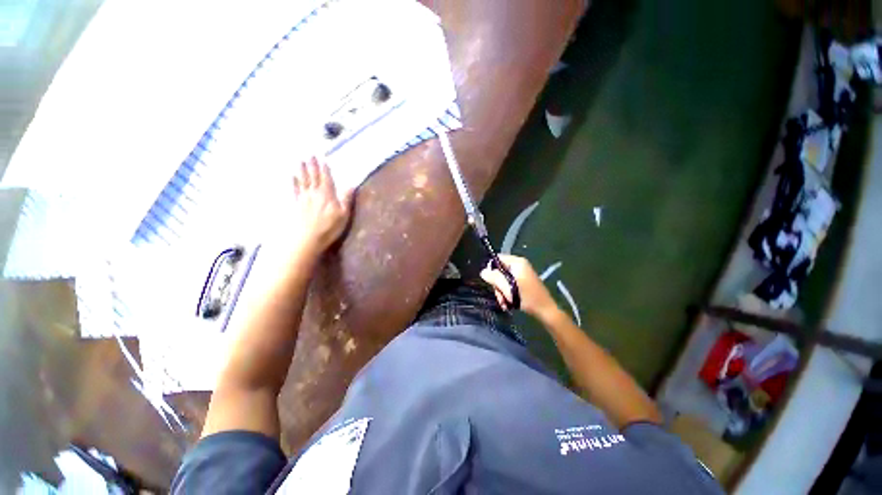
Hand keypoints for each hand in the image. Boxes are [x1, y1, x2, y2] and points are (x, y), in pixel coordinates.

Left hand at [289, 157, 353, 254]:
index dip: (325, 169)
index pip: (326, 178)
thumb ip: (346, 199)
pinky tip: (292, 177)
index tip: (323, 158)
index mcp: (327, 195)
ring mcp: (304, 199)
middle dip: (313, 165)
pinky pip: (295, 190)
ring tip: (301, 160)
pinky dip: (294, 182)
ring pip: (303, 181)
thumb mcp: (343, 215)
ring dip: (302, 170)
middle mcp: (315, 193)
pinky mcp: (297, 205)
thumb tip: (351, 185)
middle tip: (310, 154)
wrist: (307, 239)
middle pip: (313, 177)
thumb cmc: (329, 228)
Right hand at [480, 255, 558, 319]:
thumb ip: (495, 278)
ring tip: (505, 303)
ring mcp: (521, 274)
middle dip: (498, 285)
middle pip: (499, 271)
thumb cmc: (528, 299)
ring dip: (502, 292)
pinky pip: (509, 284)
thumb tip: (483, 271)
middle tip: (501, 297)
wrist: (546, 311)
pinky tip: (509, 304)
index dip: (492, 269)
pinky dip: (507, 294)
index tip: (491, 282)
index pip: (498, 259)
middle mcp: (519, 266)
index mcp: (517, 263)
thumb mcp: (508, 289)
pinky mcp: (522, 282)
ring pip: (503, 280)